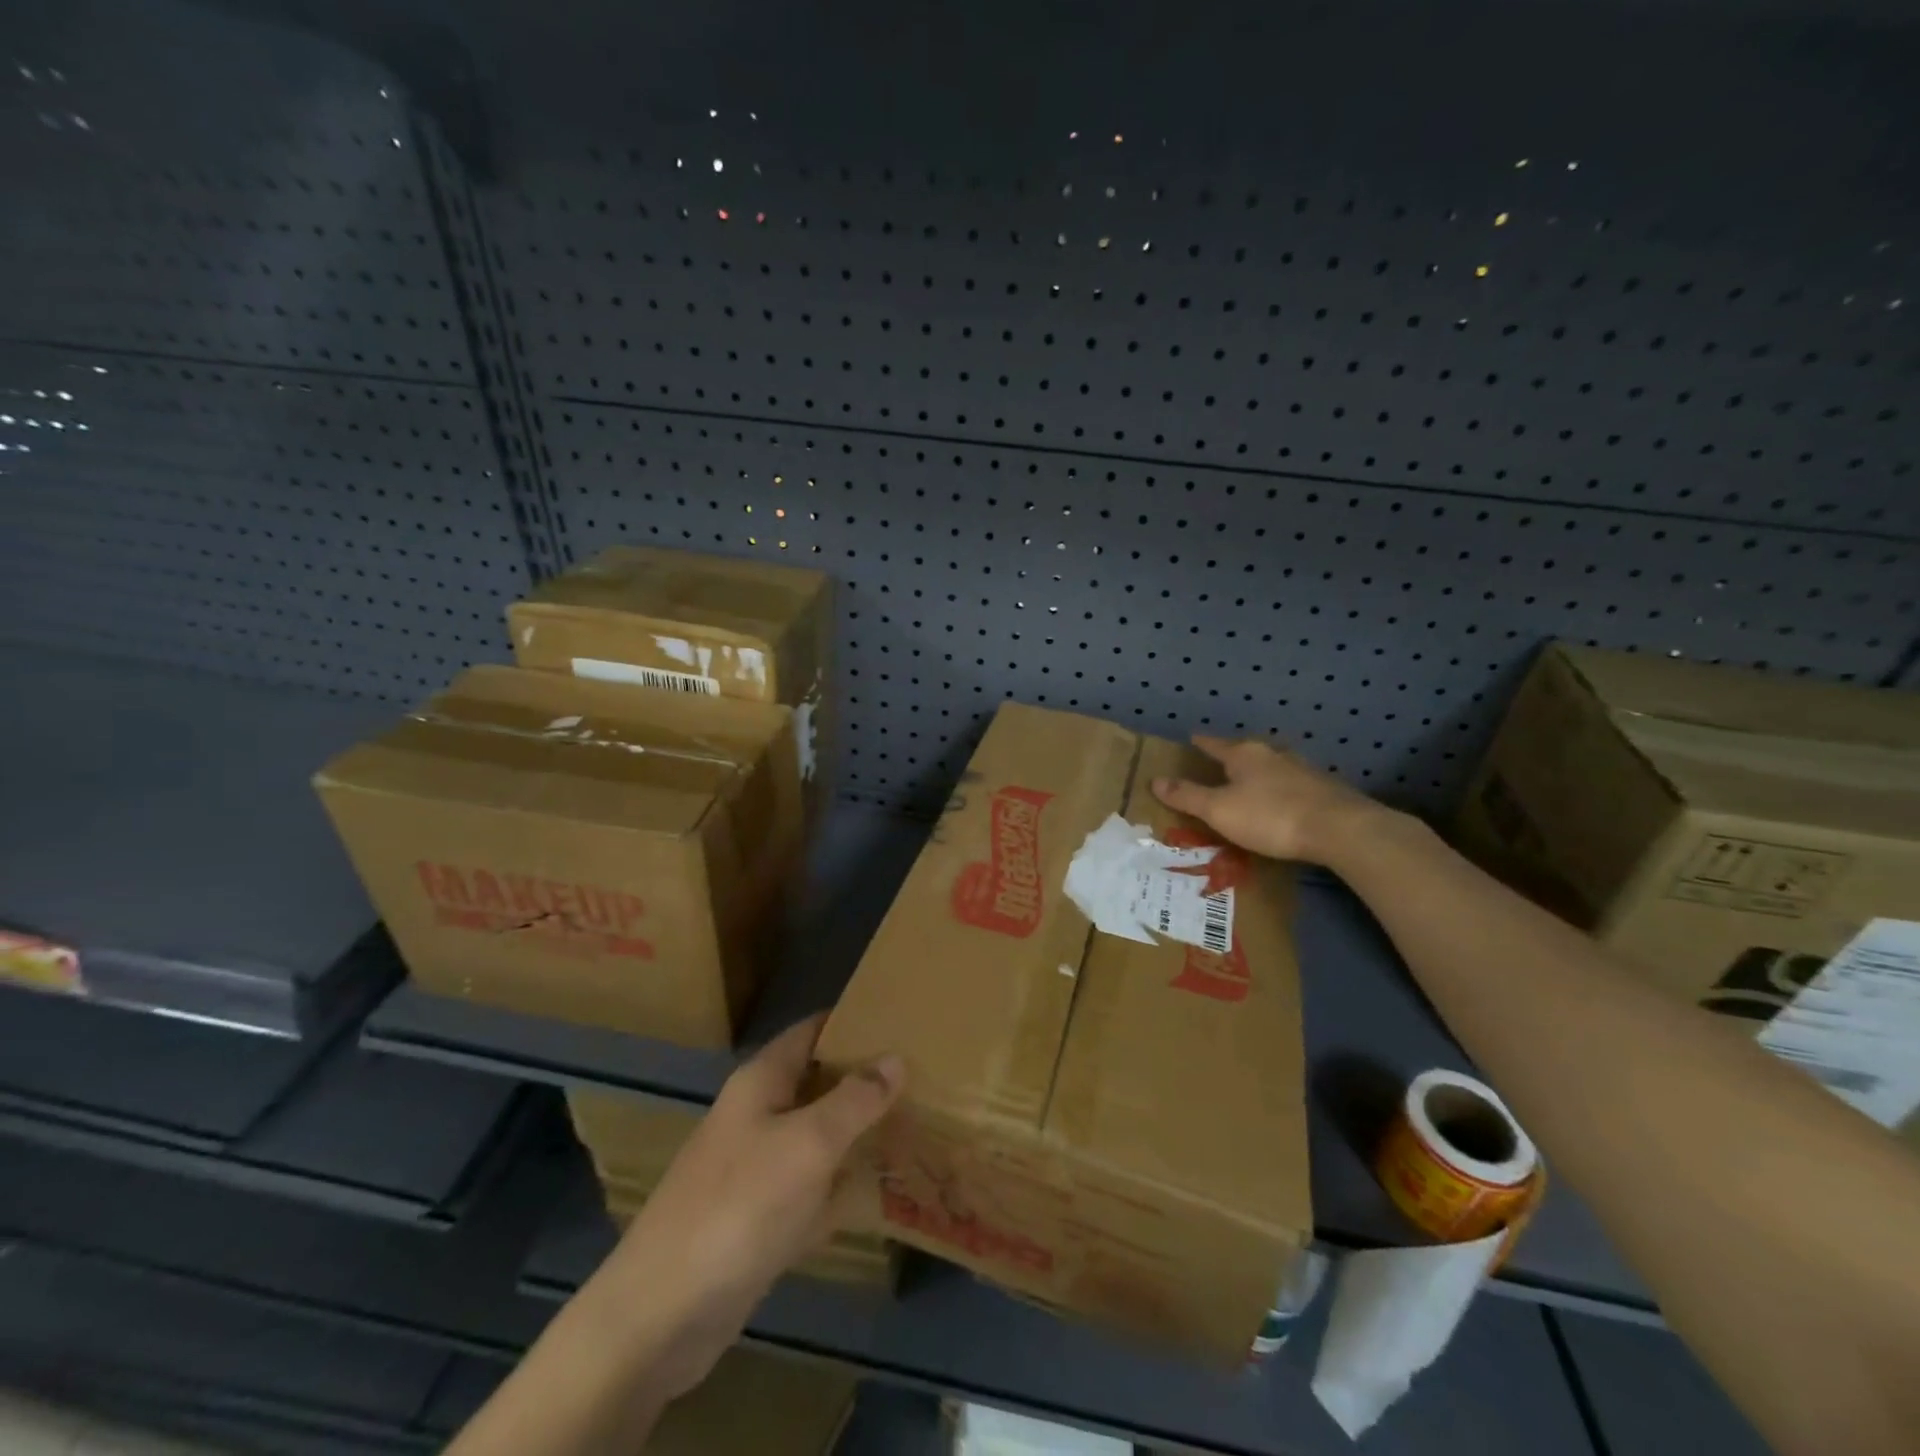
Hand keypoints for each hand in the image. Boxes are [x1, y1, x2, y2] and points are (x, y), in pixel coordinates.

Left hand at [593, 1015, 902, 1402]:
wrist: (662, 1314)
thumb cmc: (739, 1207)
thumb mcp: (808, 1144)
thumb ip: (855, 1100)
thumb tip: (895, 1058)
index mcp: (762, 1081)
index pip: (813, 1030)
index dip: (854, 1022)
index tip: (902, 1020)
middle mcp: (758, 1115)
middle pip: (818, 1083)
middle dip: (865, 1080)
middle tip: (924, 1077)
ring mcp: (757, 1169)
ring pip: (818, 1137)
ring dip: (858, 1134)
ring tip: (916, 1126)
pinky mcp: (760, 1219)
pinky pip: (812, 1188)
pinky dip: (842, 1187)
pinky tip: (882, 1193)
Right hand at [1151, 733, 1385, 864]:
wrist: (1340, 829)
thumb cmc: (1270, 816)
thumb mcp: (1219, 810)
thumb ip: (1187, 796)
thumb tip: (1155, 780)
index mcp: (1244, 754)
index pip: (1215, 744)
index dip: (1201, 743)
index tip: (1192, 737)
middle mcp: (1273, 754)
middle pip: (1246, 751)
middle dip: (1232, 756)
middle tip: (1219, 763)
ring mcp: (1302, 769)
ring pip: (1272, 766)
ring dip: (1259, 772)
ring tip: (1250, 782)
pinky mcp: (1324, 789)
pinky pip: (1292, 784)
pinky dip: (1280, 789)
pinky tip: (1282, 800)